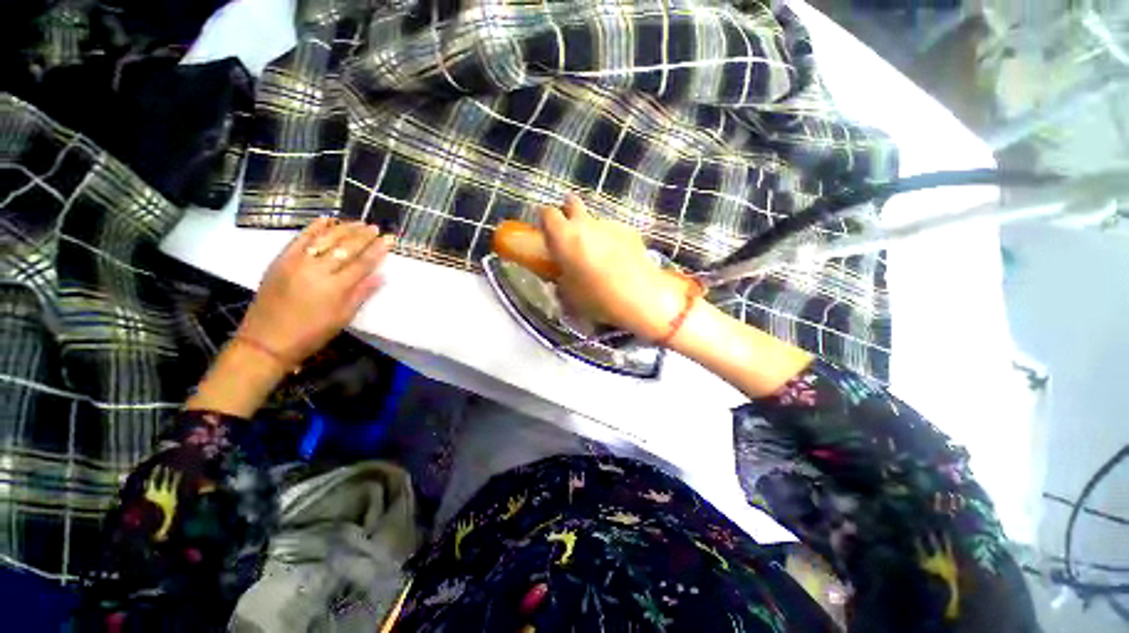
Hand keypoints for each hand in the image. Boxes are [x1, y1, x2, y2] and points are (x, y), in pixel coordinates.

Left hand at [237, 218, 391, 366]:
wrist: (266, 340)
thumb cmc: (311, 333)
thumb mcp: (343, 317)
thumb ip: (362, 293)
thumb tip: (381, 275)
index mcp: (335, 288)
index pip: (362, 263)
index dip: (377, 250)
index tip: (389, 239)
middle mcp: (316, 270)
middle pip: (345, 248)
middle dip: (363, 236)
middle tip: (376, 227)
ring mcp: (296, 262)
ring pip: (324, 239)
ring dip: (343, 228)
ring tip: (358, 222)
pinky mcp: (280, 260)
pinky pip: (299, 239)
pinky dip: (314, 227)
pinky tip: (326, 219)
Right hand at [540, 195, 694, 339]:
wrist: (639, 296)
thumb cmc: (595, 296)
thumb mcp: (568, 293)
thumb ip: (561, 278)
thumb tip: (562, 276)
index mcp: (564, 236)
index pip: (547, 213)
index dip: (545, 220)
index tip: (547, 232)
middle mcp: (585, 223)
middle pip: (572, 203)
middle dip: (569, 211)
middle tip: (570, 232)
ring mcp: (609, 225)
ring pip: (595, 221)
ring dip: (593, 232)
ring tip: (600, 256)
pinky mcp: (630, 231)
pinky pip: (614, 232)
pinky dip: (612, 241)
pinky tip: (619, 261)